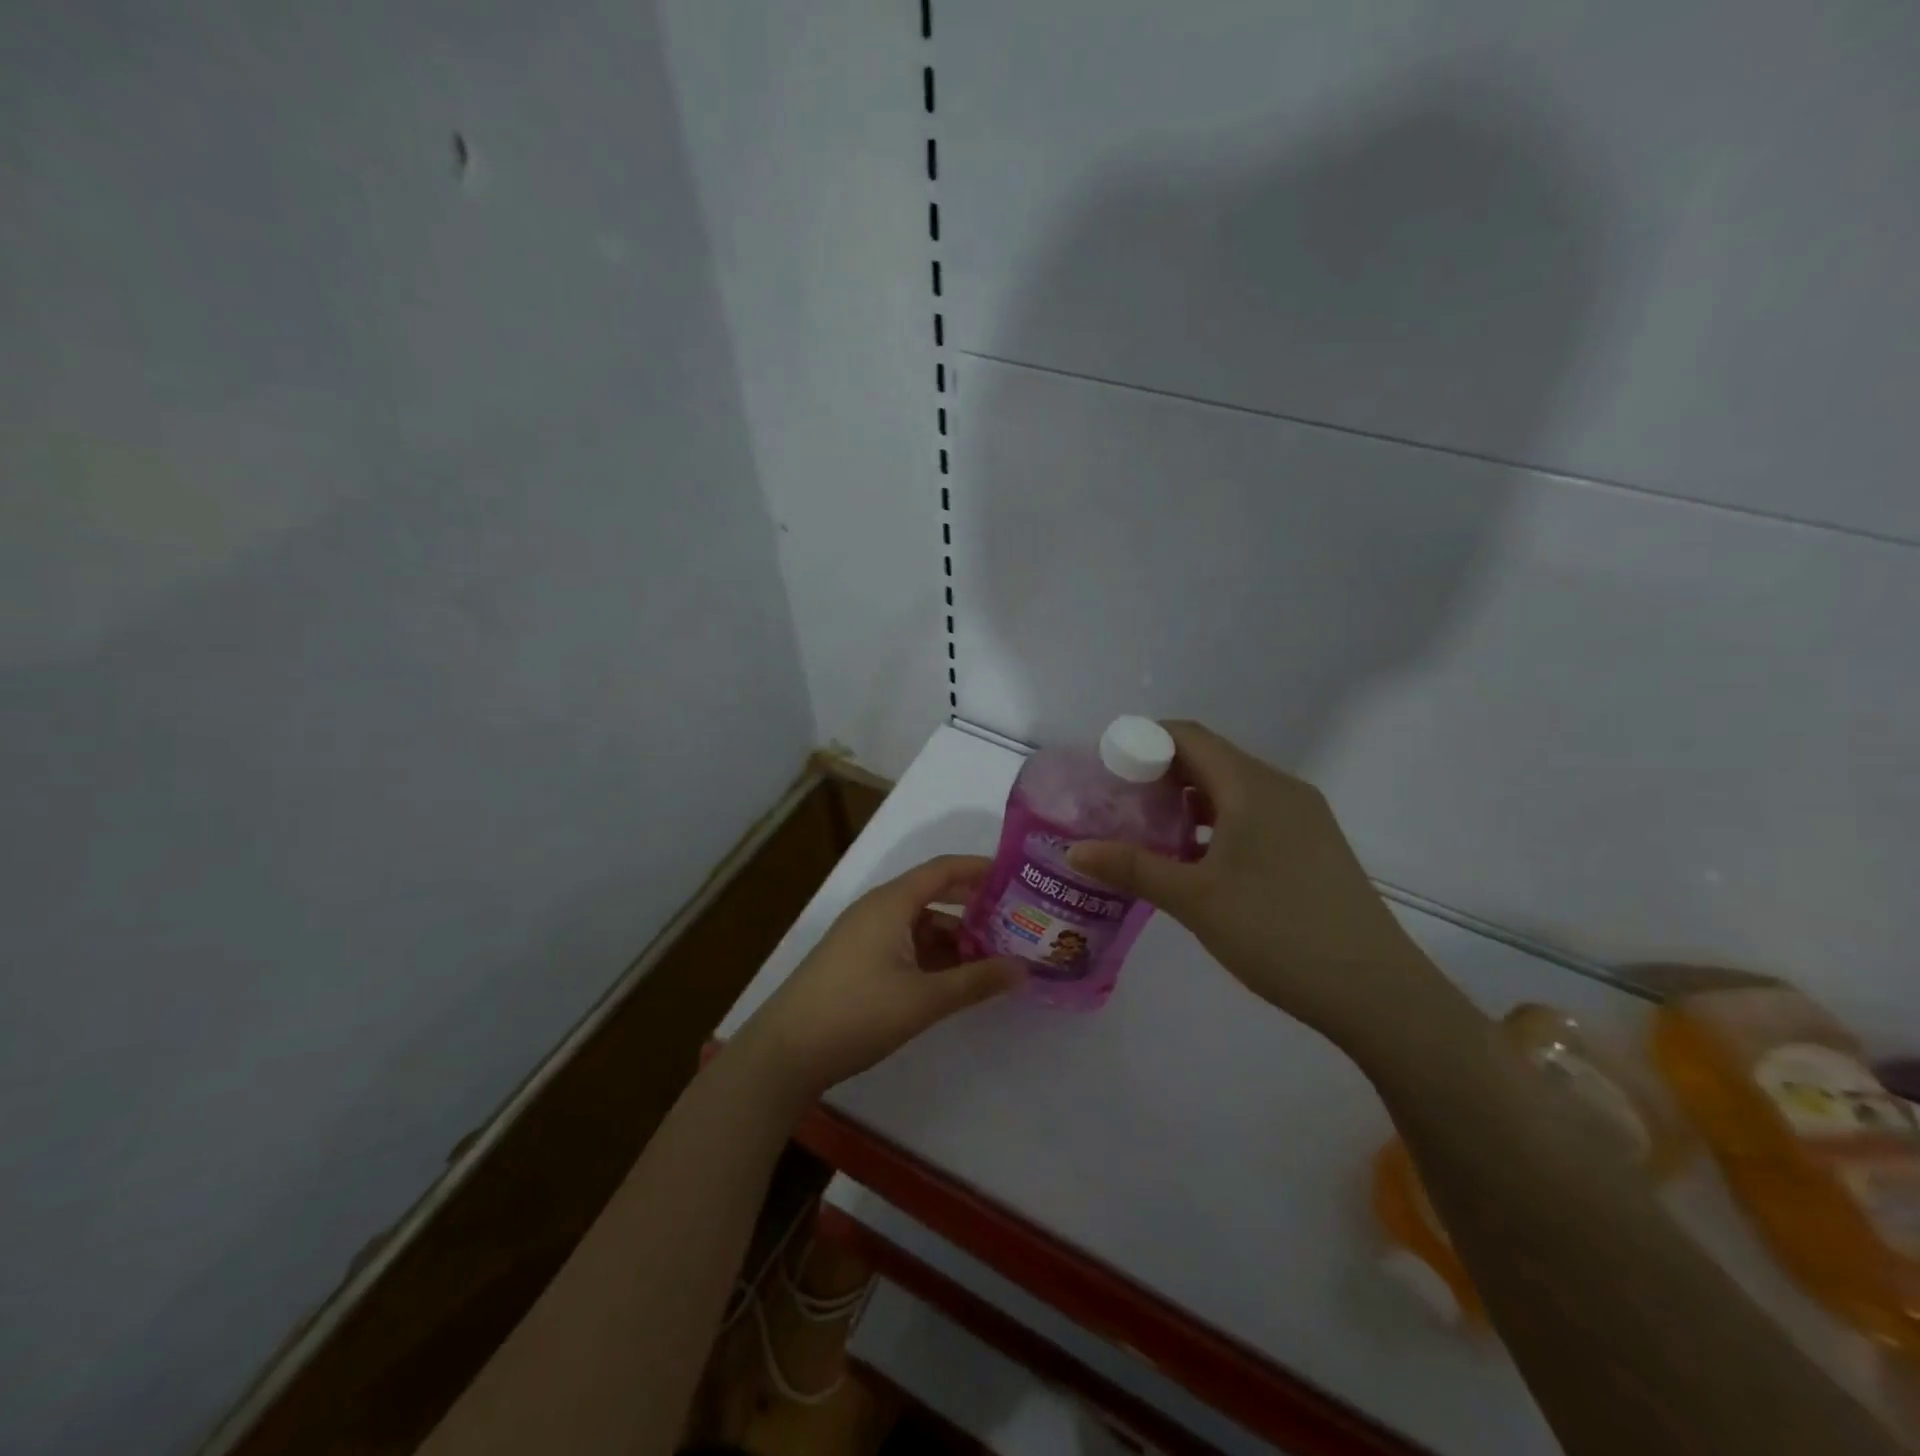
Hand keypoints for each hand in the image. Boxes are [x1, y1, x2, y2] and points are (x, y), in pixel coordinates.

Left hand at [735, 855, 1022, 1102]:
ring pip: (921, 926)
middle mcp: (878, 910)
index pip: (943, 869)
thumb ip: (976, 981)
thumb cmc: (857, 1012)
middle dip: (974, 909)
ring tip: (995, 959)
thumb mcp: (924, 998)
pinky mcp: (857, 962)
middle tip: (1015, 923)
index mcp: (891, 903)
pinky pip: (905, 946)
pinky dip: (933, 957)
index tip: (1017, 877)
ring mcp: (864, 936)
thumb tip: (1024, 968)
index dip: (980, 869)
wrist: (785, 1052)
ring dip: (955, 939)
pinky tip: (956, 980)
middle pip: (934, 897)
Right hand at [1067, 721, 1459, 1056]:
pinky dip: (1215, 824)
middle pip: (1209, 759)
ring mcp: (1302, 818)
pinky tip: (1194, 861)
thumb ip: (1132, 867)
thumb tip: (1073, 850)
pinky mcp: (1312, 847)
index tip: (1106, 769)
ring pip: (1231, 790)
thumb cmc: (1278, 932)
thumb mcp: (1195, 899)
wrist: (1377, 993)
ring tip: (1147, 833)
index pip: (1188, 737)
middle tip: (1117, 805)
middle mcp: (1280, 789)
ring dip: (1187, 802)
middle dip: (1158, 774)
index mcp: (1252, 786)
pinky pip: (1252, 816)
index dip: (1142, 741)